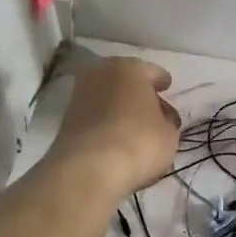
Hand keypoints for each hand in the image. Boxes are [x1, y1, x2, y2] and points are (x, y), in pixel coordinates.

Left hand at [47, 55, 179, 196]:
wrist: (89, 168)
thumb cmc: (139, 141)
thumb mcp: (169, 134)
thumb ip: (166, 121)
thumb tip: (159, 119)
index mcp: (130, 68)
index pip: (153, 72)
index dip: (162, 82)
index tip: (167, 89)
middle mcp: (101, 73)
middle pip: (126, 82)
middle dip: (139, 94)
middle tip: (153, 110)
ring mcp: (79, 95)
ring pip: (108, 98)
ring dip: (121, 108)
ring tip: (135, 128)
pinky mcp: (67, 119)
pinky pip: (96, 115)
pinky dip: (106, 122)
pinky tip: (117, 138)